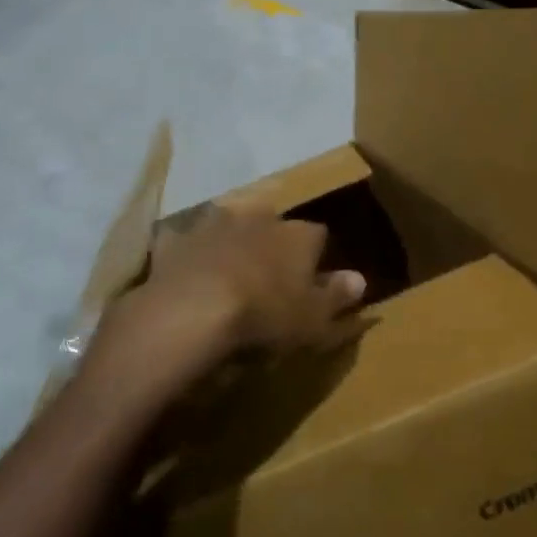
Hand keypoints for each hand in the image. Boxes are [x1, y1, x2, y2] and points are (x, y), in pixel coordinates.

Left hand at [81, 200, 366, 406]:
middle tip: (268, 278)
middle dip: (272, 244)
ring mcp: (214, 224)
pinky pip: (186, 244)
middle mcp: (259, 217)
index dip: (316, 258)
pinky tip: (186, 278)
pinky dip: (189, 257)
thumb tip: (360, 279)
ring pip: (230, 227)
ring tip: (227, 276)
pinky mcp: (176, 240)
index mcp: (297, 235)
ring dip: (232, 244)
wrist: (190, 314)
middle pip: (273, 225)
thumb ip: (337, 297)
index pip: (318, 236)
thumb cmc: (264, 317)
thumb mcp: (314, 319)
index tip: (312, 282)